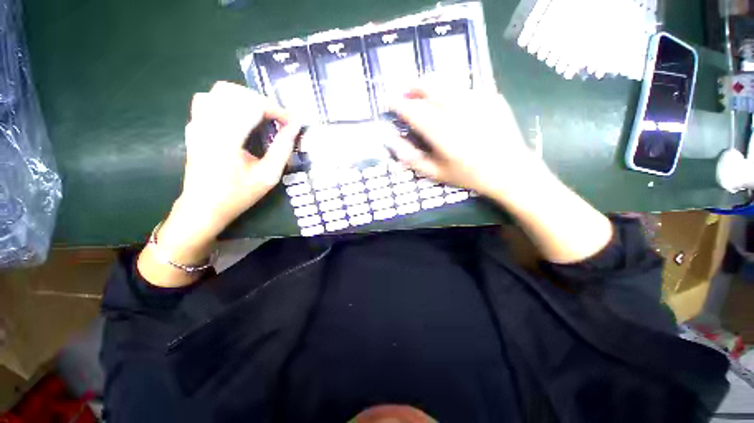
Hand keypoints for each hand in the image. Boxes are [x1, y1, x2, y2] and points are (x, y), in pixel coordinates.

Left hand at [173, 81, 300, 244]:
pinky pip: (208, 100)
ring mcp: (197, 124)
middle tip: (278, 119)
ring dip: (245, 99)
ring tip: (261, 116)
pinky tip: (240, 118)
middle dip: (262, 101)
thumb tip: (295, 127)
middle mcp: (207, 125)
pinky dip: (229, 102)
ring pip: (219, 91)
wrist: (203, 207)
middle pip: (234, 92)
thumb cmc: (238, 195)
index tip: (292, 122)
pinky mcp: (194, 126)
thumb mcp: (268, 176)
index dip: (276, 110)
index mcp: (226, 138)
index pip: (252, 105)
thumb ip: (283, 149)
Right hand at [389, 88, 547, 200]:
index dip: (396, 103)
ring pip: (445, 82)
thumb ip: (411, 158)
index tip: (388, 102)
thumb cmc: (469, 175)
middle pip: (428, 85)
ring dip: (429, 86)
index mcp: (440, 130)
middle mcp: (456, 108)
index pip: (411, 109)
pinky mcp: (491, 95)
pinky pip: (464, 87)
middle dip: (411, 86)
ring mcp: (477, 98)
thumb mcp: (436, 173)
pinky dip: (451, 92)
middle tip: (404, 92)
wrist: (510, 170)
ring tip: (424, 96)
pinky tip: (452, 104)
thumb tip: (392, 142)